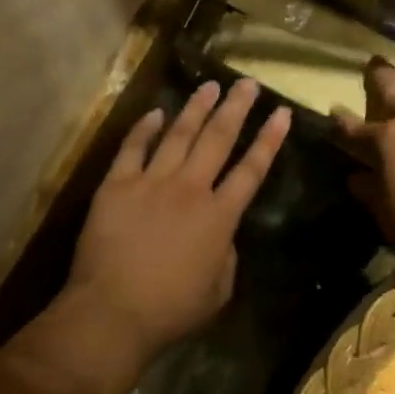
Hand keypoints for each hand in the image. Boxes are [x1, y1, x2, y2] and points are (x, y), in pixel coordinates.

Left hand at [58, 78, 289, 379]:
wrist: (113, 311)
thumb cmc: (170, 309)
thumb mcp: (218, 291)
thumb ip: (227, 256)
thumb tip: (222, 234)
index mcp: (219, 216)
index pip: (252, 169)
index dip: (269, 140)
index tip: (282, 113)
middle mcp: (190, 189)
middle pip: (218, 139)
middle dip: (236, 108)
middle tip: (247, 83)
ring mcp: (151, 182)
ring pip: (179, 135)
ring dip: (196, 108)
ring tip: (210, 86)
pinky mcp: (117, 185)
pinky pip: (133, 148)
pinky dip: (145, 128)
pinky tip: (156, 112)